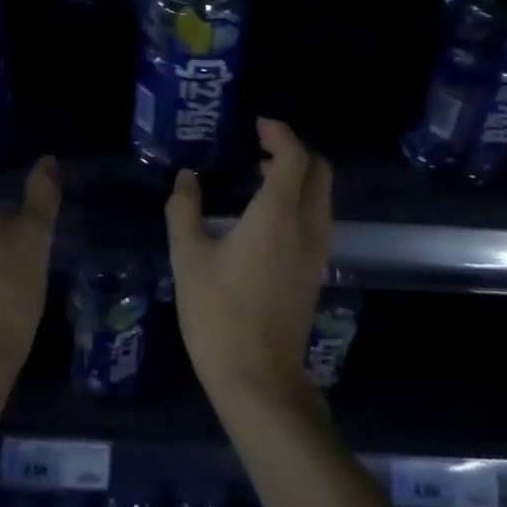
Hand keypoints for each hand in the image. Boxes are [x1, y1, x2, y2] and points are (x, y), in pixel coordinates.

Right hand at [164, 119, 333, 408]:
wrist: (258, 380)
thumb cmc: (218, 314)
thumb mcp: (188, 257)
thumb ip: (184, 209)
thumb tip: (187, 179)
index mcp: (279, 214)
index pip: (294, 156)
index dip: (280, 134)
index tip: (257, 125)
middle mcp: (307, 225)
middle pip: (319, 170)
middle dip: (295, 150)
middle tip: (261, 146)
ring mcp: (317, 251)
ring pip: (322, 195)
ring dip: (300, 175)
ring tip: (260, 175)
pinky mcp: (315, 272)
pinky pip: (318, 218)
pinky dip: (301, 200)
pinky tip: (267, 214)